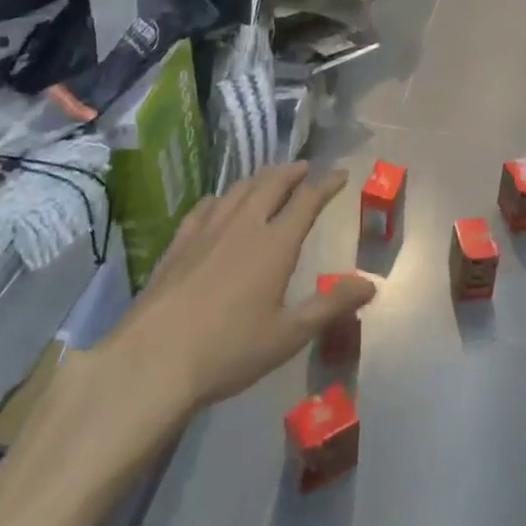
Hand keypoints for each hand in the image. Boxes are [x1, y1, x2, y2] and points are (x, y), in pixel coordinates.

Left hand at [114, 163, 376, 409]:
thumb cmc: (230, 350)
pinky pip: (205, 206)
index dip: (326, 185)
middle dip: (292, 172)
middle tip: (305, 167)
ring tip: (270, 177)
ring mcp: (207, 231)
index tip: (340, 174)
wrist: (155, 359)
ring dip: (260, 178)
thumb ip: (330, 306)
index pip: (307, 201)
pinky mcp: (179, 243)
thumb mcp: (289, 335)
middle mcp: (243, 225)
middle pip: (271, 185)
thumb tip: (370, 285)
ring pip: (238, 190)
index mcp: (275, 244)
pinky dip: (222, 197)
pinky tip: (219, 202)